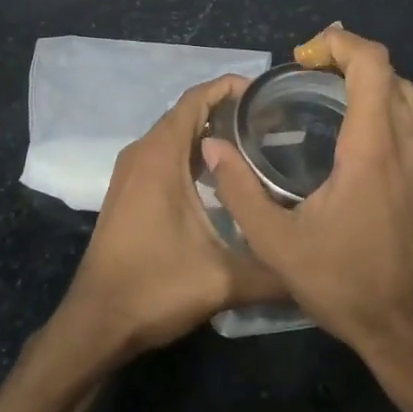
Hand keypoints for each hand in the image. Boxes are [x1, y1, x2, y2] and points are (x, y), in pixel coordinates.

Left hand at [57, 73, 288, 358]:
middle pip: (187, 113)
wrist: (96, 324)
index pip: (196, 98)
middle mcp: (142, 153)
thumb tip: (315, 265)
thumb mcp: (223, 279)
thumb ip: (274, 271)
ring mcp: (130, 172)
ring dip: (210, 134)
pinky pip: (164, 155)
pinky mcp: (128, 192)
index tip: (267, 94)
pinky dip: (193, 154)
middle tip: (272, 122)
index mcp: (160, 155)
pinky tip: (223, 179)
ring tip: (256, 145)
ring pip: (175, 136)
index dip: (230, 87)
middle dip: (227, 111)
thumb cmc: (155, 288)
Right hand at [202, 26, 412, 369]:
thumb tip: (212, 147)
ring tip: (330, 95)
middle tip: (309, 73)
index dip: (339, 42)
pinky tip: (358, 135)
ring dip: (371, 81)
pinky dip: (387, 106)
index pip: (371, 63)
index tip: (303, 56)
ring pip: (408, 94)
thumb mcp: (277, 244)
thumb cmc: (346, 285)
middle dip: (349, 58)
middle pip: (390, 71)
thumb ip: (239, 191)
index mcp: (374, 147)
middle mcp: (411, 142)